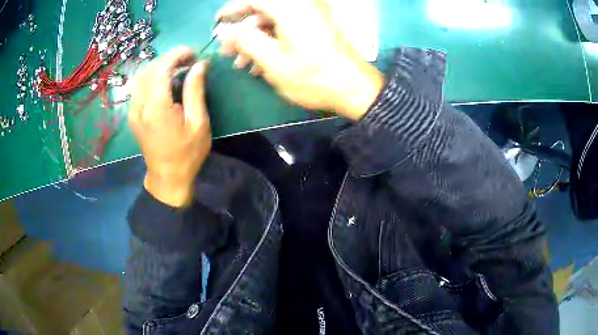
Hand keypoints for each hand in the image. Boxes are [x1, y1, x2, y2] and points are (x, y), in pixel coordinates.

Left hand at [129, 47, 210, 206]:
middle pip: (151, 69)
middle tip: (189, 61)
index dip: (178, 55)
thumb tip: (199, 65)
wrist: (167, 178)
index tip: (194, 53)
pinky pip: (138, 87)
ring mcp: (133, 110)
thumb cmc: (187, 153)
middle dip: (170, 59)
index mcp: (156, 106)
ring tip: (177, 69)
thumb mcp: (198, 122)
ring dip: (159, 67)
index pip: (162, 67)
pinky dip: (151, 78)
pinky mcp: (132, 115)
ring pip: (142, 76)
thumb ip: (195, 90)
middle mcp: (140, 104)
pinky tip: (163, 82)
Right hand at [216, 0, 383, 120]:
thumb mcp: (273, 62)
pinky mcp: (314, 27)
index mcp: (289, 8)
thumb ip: (246, 41)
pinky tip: (260, 64)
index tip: (217, 23)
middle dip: (241, 31)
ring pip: (272, 21)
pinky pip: (285, 28)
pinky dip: (271, 42)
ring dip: (254, 40)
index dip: (232, 9)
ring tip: (241, 64)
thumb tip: (224, 30)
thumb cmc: (313, 77)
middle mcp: (300, 6)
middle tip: (228, 52)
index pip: (253, 0)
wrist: (354, 89)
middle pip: (261, 10)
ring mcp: (309, 16)